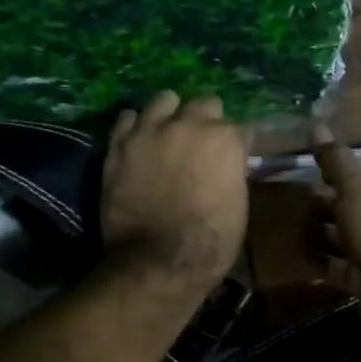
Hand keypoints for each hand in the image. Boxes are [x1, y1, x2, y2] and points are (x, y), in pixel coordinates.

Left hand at [101, 92, 248, 294]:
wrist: (155, 262)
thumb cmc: (209, 243)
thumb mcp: (238, 207)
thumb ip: (232, 173)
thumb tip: (227, 165)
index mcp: (225, 139)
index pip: (240, 128)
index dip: (237, 145)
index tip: (234, 159)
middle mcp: (189, 123)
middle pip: (205, 104)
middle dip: (208, 121)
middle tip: (203, 145)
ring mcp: (150, 130)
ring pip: (165, 99)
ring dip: (172, 113)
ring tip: (169, 133)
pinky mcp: (119, 143)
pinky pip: (128, 117)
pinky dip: (137, 126)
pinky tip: (140, 141)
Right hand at [311, 125, 360, 328]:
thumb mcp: (358, 186)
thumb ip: (335, 161)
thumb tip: (316, 125)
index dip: (345, 175)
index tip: (315, 175)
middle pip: (360, 209)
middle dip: (328, 206)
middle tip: (296, 205)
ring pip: (350, 240)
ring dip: (322, 234)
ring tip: (290, 229)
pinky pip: (343, 268)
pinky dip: (322, 262)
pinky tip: (298, 254)